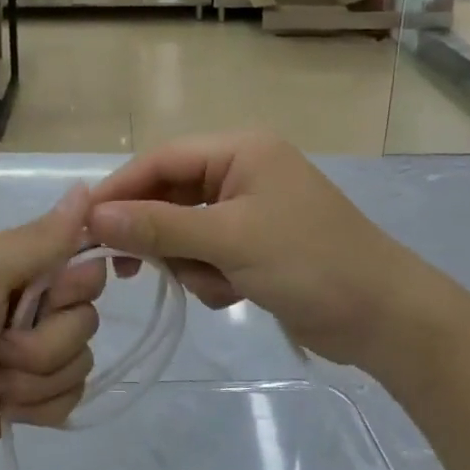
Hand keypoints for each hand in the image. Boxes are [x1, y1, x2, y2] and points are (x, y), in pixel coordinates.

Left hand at [0, 187, 105, 469]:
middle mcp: (25, 301)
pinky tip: (3, 409)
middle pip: (86, 314)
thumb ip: (38, 239)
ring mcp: (29, 352)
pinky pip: (73, 395)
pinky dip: (39, 408)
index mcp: (12, 263)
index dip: (74, 284)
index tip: (46, 298)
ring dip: (34, 378)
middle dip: (46, 341)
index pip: (82, 258)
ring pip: (81, 358)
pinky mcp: (32, 396)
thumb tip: (85, 188)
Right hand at [85, 132, 461, 377]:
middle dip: (158, 235)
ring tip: (216, 285)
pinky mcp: (255, 244)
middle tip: (129, 270)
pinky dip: (210, 276)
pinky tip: (235, 294)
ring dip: (189, 262)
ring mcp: (249, 209)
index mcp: (240, 150)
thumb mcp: (228, 241)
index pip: (161, 160)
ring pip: (184, 230)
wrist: (385, 319)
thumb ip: (158, 228)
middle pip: (170, 195)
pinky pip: (206, 253)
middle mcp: (241, 171)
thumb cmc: (309, 263)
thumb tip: (93, 218)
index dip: (120, 190)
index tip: (84, 226)